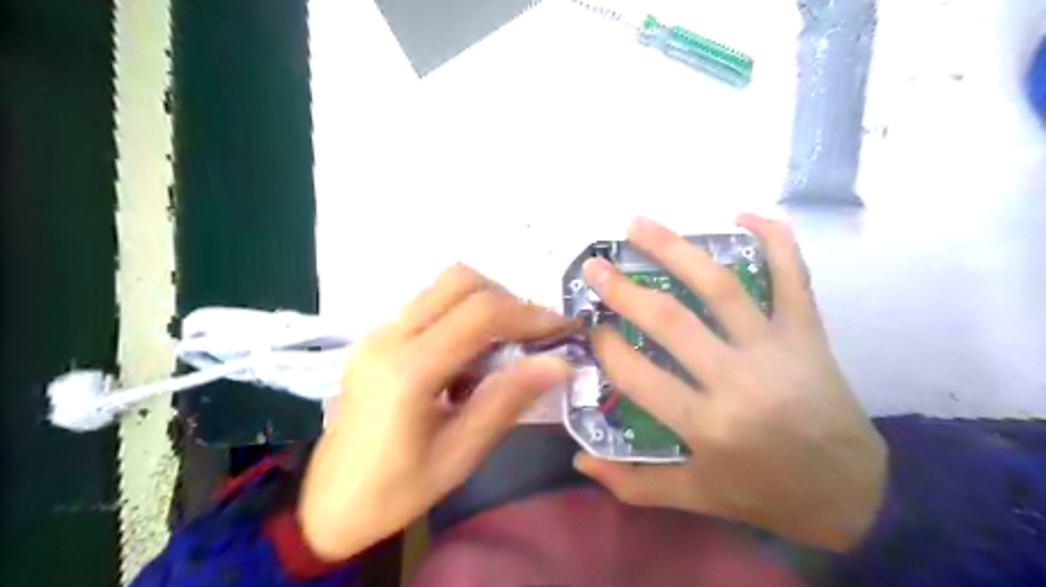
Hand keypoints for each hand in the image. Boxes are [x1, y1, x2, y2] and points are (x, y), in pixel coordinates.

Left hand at [292, 263, 571, 559]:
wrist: (328, 504)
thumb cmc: (395, 492)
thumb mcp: (460, 455)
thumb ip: (507, 401)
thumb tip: (559, 363)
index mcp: (407, 371)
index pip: (480, 314)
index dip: (529, 315)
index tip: (562, 329)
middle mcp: (388, 337)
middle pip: (459, 281)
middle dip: (507, 300)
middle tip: (533, 335)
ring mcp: (377, 332)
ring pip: (443, 287)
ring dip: (484, 304)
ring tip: (504, 347)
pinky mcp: (375, 337)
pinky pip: (429, 306)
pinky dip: (461, 316)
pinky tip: (469, 358)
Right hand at [575, 213, 885, 550]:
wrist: (856, 494)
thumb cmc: (767, 494)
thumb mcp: (697, 498)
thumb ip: (634, 484)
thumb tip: (580, 459)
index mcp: (708, 425)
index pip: (638, 374)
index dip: (606, 347)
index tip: (590, 328)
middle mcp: (738, 379)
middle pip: (671, 320)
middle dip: (624, 289)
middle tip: (594, 265)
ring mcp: (777, 348)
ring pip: (721, 287)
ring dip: (676, 249)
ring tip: (638, 224)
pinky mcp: (808, 332)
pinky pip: (793, 277)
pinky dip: (775, 240)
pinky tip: (744, 214)